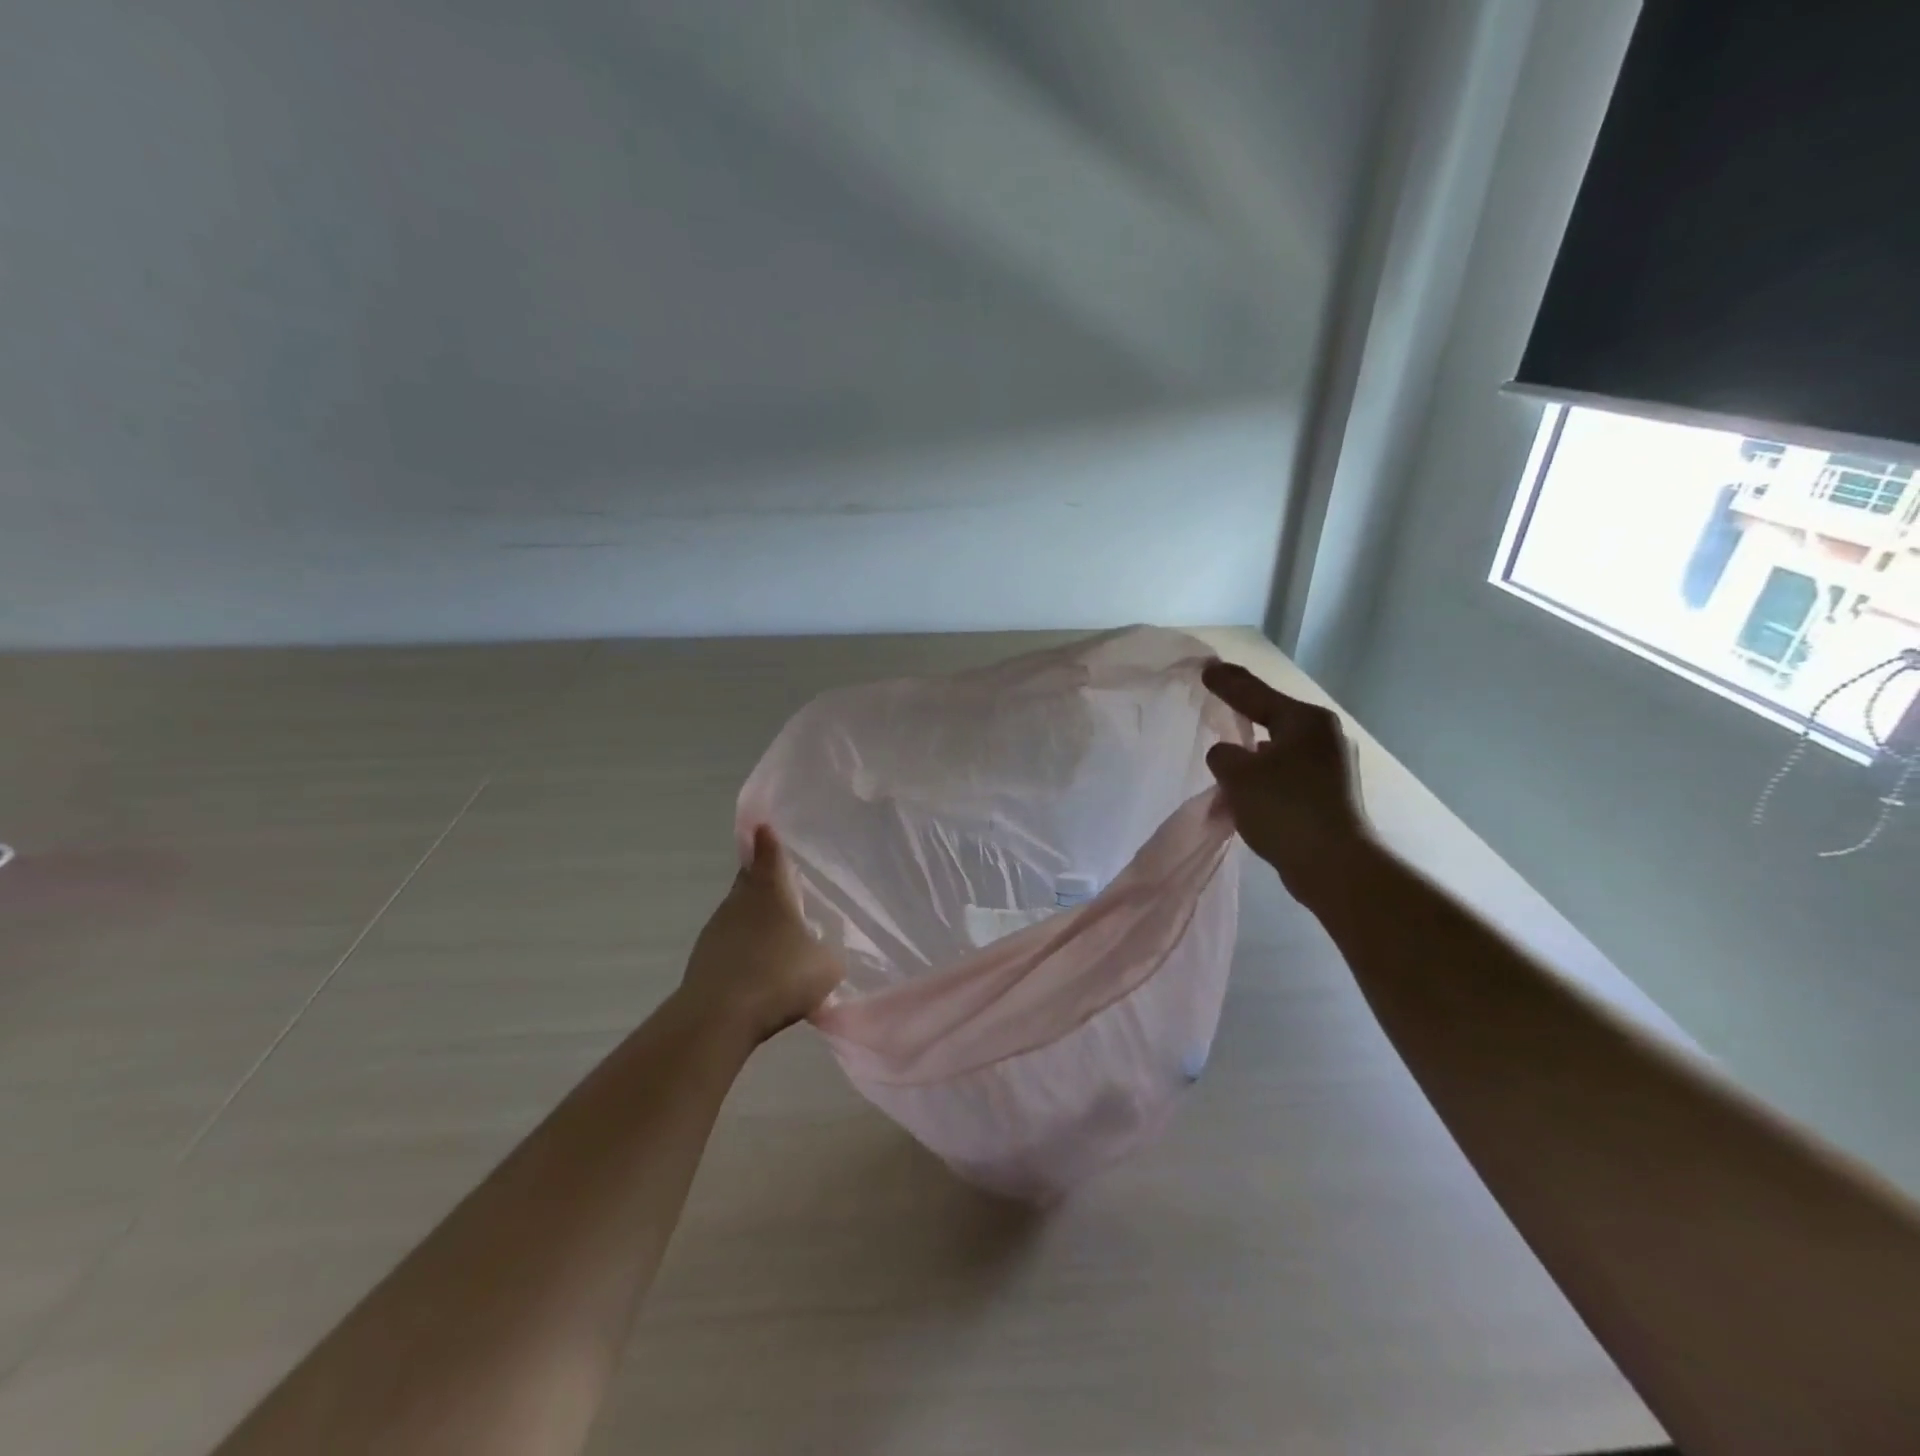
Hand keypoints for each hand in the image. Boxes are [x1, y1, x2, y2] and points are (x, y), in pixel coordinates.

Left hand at [678, 826, 844, 1044]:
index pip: (768, 855)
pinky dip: (744, 950)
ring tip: (776, 934)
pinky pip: (730, 945)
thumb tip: (823, 950)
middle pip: (750, 882)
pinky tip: (759, 970)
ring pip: (738, 914)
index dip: (768, 841)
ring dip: (753, 919)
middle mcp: (739, 903)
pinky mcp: (703, 962)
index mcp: (769, 893)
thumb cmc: (779, 977)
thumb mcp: (825, 965)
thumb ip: (828, 951)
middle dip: (762, 879)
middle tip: (780, 882)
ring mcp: (716, 932)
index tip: (764, 827)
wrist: (718, 1018)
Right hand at [1201, 660, 1371, 896]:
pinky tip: (1250, 793)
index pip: (1256, 694)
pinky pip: (1289, 776)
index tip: (1206, 669)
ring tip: (1229, 761)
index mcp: (1305, 721)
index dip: (1227, 683)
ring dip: (1255, 756)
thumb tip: (1230, 755)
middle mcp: (1325, 736)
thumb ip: (1223, 755)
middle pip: (1274, 719)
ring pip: (1281, 751)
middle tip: (1218, 707)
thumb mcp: (1238, 775)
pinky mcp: (1333, 795)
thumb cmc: (1284, 808)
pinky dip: (1267, 780)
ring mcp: (1334, 766)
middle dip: (1245, 718)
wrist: (1334, 864)